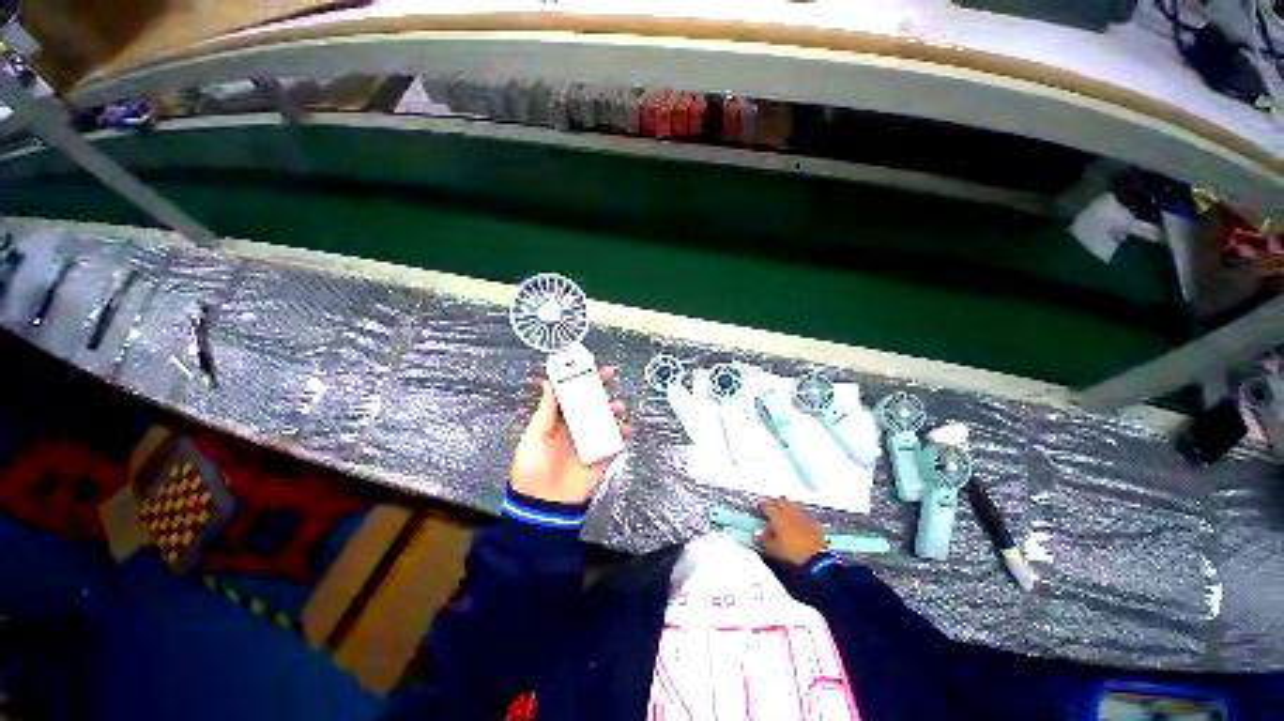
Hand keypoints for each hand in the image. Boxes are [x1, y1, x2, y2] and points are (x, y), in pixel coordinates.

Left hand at [510, 366, 630, 504]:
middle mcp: (576, 427)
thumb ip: (546, 410)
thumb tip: (548, 382)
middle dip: (601, 387)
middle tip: (608, 375)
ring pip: (607, 418)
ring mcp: (591, 441)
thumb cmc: (532, 468)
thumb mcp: (534, 435)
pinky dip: (623, 433)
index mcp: (558, 420)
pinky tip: (624, 429)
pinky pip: (617, 441)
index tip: (587, 366)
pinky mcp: (603, 456)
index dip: (580, 379)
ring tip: (616, 406)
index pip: (572, 395)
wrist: (543, 505)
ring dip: (614, 409)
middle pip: (592, 402)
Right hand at [757, 498, 827, 564]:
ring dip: (789, 506)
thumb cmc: (792, 554)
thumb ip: (765, 539)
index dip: (764, 506)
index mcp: (778, 516)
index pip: (768, 504)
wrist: (817, 561)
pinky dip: (800, 514)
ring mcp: (804, 515)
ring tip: (786, 513)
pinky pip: (805, 512)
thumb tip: (758, 534)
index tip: (762, 510)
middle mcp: (791, 511)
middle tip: (773, 509)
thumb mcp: (774, 549)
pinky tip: (799, 521)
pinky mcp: (815, 521)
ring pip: (794, 503)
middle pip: (781, 499)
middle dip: (776, 502)